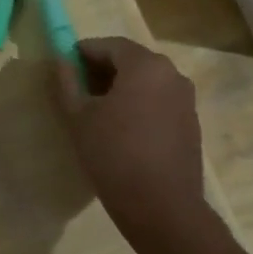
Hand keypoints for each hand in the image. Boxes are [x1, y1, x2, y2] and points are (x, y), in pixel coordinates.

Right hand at [53, 36, 205, 234]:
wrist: (162, 208)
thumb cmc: (114, 155)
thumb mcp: (79, 118)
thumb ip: (67, 82)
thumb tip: (61, 60)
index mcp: (145, 65)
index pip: (109, 45)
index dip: (83, 52)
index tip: (63, 67)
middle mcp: (172, 74)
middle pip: (131, 61)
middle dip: (102, 70)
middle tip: (77, 90)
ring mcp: (186, 99)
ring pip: (146, 82)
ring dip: (121, 89)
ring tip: (97, 112)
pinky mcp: (191, 123)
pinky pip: (159, 102)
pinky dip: (139, 105)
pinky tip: (122, 130)